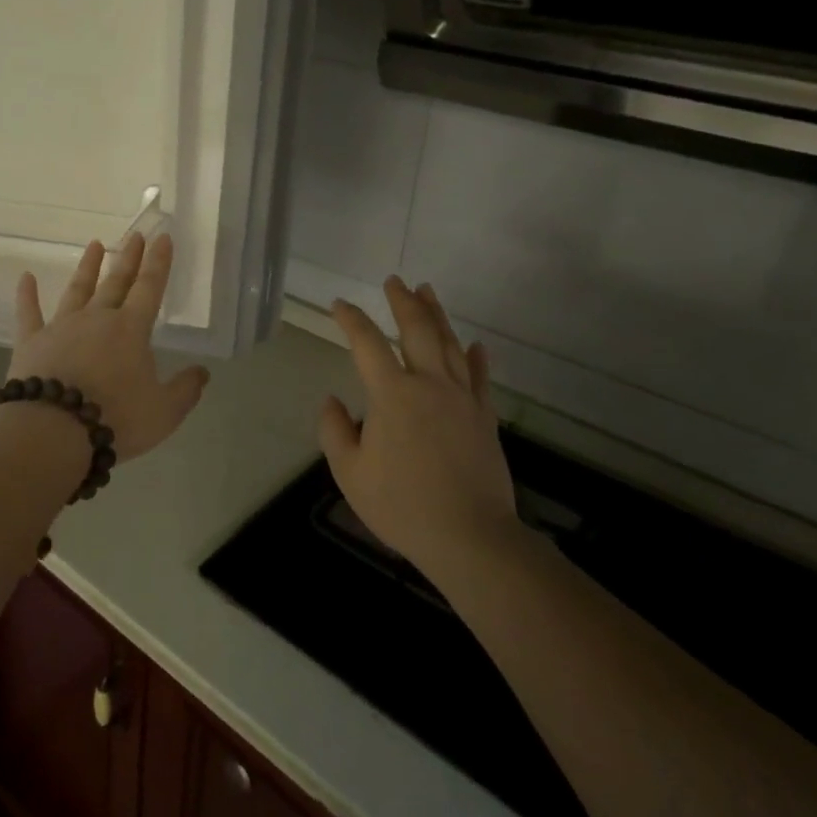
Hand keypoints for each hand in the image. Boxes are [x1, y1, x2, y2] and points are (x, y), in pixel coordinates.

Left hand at [6, 233, 209, 461]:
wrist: (53, 431)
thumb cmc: (115, 420)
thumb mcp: (164, 412)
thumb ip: (185, 389)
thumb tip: (203, 372)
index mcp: (131, 330)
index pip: (150, 288)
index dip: (159, 263)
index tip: (163, 238)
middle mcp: (97, 319)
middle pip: (116, 282)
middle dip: (128, 258)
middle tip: (135, 234)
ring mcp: (61, 327)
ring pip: (77, 290)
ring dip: (87, 267)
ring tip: (95, 245)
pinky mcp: (31, 342)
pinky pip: (28, 313)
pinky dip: (26, 295)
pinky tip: (25, 277)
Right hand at [317, 278, 523, 581]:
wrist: (469, 536)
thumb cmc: (402, 504)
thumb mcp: (350, 472)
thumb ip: (334, 430)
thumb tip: (332, 401)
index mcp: (393, 395)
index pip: (367, 344)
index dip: (351, 320)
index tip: (339, 306)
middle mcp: (430, 384)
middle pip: (417, 331)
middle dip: (403, 302)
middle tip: (394, 281)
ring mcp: (462, 398)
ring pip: (450, 345)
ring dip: (437, 315)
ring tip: (427, 292)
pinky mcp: (484, 417)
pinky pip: (479, 377)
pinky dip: (475, 357)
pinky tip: (474, 344)